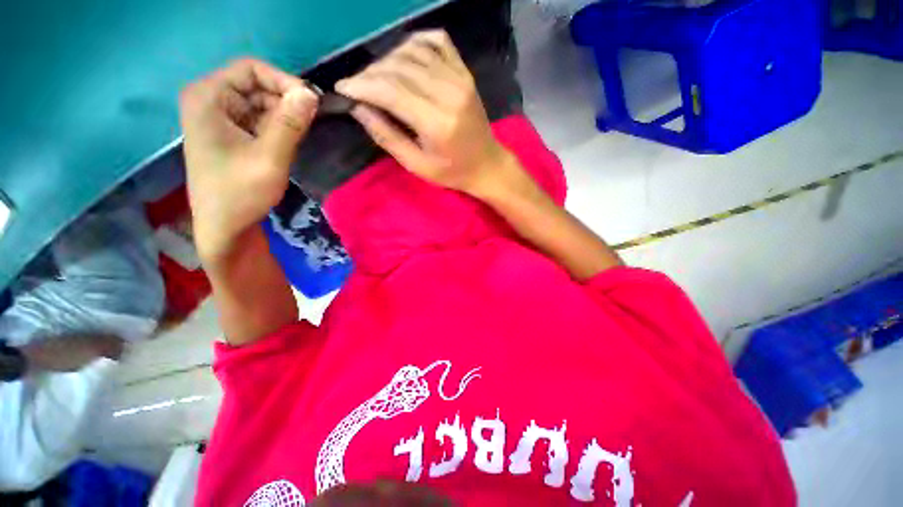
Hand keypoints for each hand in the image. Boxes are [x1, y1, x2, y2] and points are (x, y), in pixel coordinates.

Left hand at [179, 59, 318, 259]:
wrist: (225, 228)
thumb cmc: (240, 194)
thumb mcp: (269, 158)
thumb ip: (290, 124)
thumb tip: (312, 93)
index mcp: (208, 97)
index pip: (251, 69)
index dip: (284, 81)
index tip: (312, 104)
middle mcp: (210, 99)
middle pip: (257, 85)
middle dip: (286, 104)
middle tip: (308, 128)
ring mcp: (220, 117)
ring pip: (262, 103)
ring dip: (284, 119)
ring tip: (296, 141)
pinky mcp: (231, 133)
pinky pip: (260, 119)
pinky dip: (278, 129)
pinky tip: (285, 146)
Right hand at [336, 30, 507, 195]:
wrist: (487, 164)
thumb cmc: (452, 172)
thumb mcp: (417, 165)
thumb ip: (387, 136)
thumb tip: (358, 109)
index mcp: (437, 122)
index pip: (391, 91)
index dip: (362, 86)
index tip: (342, 88)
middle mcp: (449, 92)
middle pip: (399, 67)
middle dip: (370, 74)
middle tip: (356, 86)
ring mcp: (460, 78)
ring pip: (413, 50)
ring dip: (388, 59)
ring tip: (377, 76)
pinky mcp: (465, 73)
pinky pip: (437, 41)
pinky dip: (415, 42)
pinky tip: (404, 55)